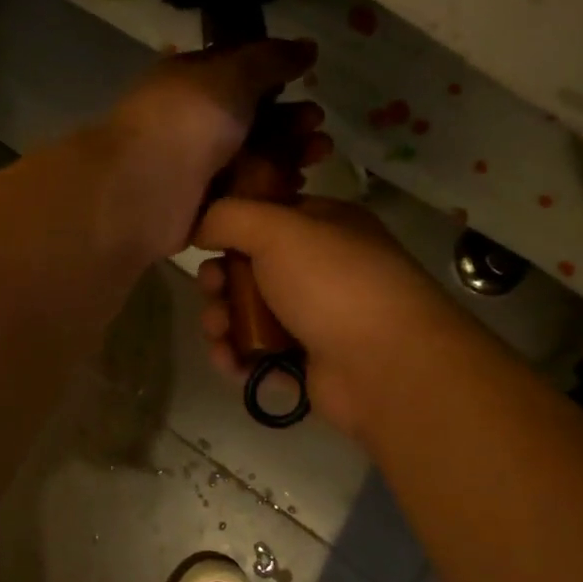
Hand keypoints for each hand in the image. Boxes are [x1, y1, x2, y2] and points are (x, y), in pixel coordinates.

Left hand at [104, 40, 330, 257]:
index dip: (275, 76)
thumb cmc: (186, 122)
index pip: (237, 74)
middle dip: (288, 120)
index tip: (309, 80)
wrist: (143, 190)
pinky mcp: (198, 206)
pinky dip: (267, 189)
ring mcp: (192, 167)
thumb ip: (270, 60)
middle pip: (248, 120)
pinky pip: (240, 194)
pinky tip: (295, 186)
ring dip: (286, 154)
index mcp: (187, 82)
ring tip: (318, 155)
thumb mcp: (231, 76)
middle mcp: (189, 123)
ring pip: (248, 158)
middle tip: (318, 125)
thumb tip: (306, 46)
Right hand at [193, 197, 454, 440]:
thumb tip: (198, 227)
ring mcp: (313, 318)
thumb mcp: (277, 229)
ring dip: (221, 321)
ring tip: (219, 333)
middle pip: (249, 269)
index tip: (204, 241)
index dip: (231, 228)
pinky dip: (236, 356)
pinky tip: (229, 361)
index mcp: (324, 227)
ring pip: (247, 314)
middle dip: (219, 281)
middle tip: (212, 290)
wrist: (383, 365)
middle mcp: (319, 270)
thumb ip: (228, 216)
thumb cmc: (332, 283)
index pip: (267, 217)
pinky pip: (256, 354)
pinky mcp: (303, 363)